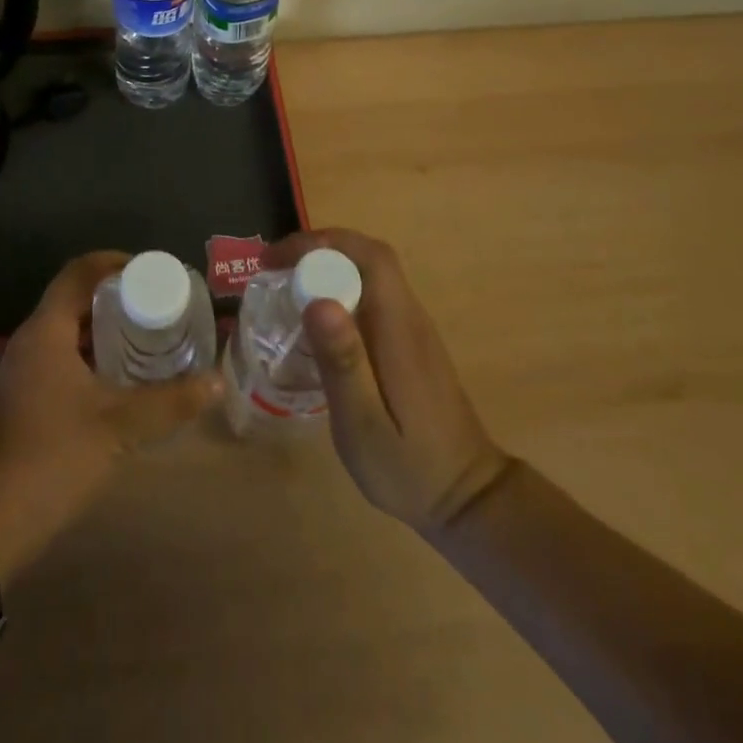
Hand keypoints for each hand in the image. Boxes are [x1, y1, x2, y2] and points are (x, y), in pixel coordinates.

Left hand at [0, 251, 221, 576]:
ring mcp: (23, 372)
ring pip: (69, 332)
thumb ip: (171, 402)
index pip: (80, 271)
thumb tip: (217, 382)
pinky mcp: (23, 400)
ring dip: (106, 331)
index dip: (116, 263)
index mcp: (47, 330)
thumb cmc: (53, 457)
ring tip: (149, 339)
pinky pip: (62, 359)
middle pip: (76, 299)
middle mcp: (31, 341)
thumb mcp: (120, 426)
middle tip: (160, 307)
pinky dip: (93, 358)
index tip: (153, 272)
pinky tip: (121, 381)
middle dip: (118, 299)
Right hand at [267, 229, 509, 534]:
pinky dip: (339, 291)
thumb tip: (318, 301)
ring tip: (285, 289)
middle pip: (368, 257)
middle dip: (318, 250)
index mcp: (399, 328)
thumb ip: (343, 362)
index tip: (276, 260)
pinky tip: (316, 323)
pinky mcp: (409, 343)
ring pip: (370, 274)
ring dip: (327, 267)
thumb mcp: (364, 424)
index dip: (320, 244)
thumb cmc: (409, 467)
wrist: (468, 498)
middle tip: (273, 271)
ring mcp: (412, 329)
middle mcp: (409, 317)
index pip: (368, 256)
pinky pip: (372, 296)